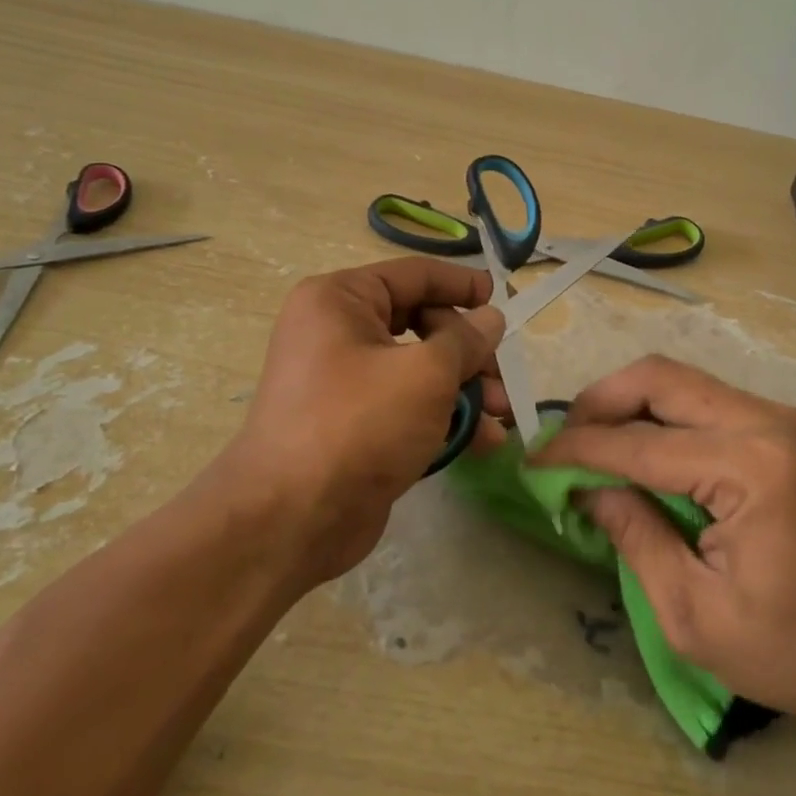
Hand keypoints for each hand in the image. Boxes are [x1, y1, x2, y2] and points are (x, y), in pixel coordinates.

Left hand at [218, 258, 506, 582]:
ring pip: (417, 369)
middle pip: (420, 323)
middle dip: (469, 352)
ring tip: (502, 415)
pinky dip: (442, 417)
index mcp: (340, 300)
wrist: (291, 520)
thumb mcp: (425, 374)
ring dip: (464, 389)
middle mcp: (336, 332)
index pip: (413, 275)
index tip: (504, 300)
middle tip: (504, 379)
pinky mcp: (353, 425)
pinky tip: (482, 442)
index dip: (462, 285)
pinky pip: (405, 405)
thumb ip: (465, 340)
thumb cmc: (359, 424)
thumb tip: (490, 318)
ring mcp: (343, 381)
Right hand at [534, 355, 795, 735]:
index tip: (532, 460)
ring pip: (682, 382)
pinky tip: (640, 451)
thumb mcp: (695, 614)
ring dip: (629, 404)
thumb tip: (586, 489)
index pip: (640, 442)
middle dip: (601, 402)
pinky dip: (662, 417)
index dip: (577, 449)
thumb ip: (634, 537)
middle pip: (661, 378)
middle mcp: (769, 422)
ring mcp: (782, 421)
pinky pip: (706, 402)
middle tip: (562, 440)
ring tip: (591, 444)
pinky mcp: (785, 432)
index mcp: (752, 467)